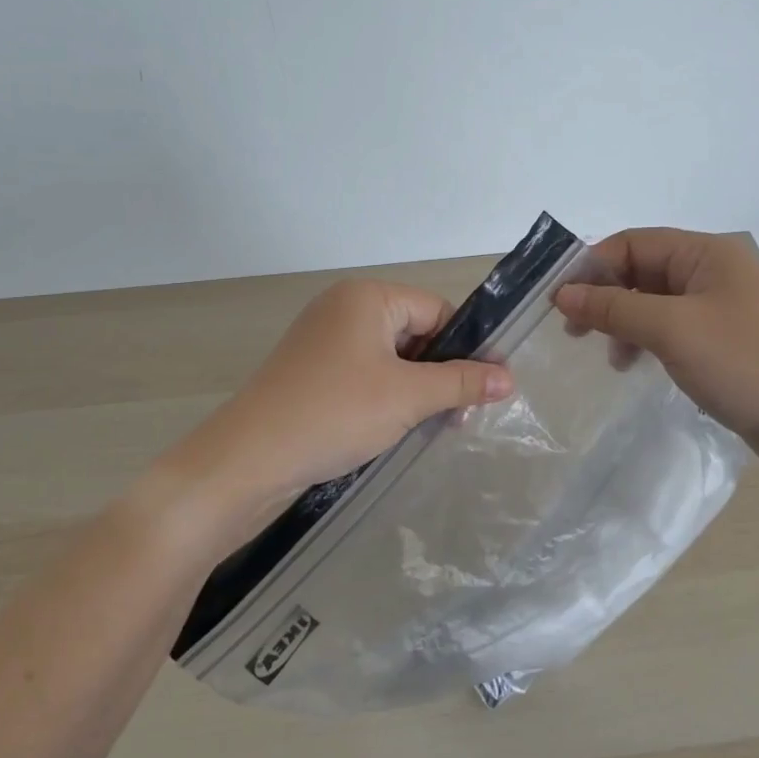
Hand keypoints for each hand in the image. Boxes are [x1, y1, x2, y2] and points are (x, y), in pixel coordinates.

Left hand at [149, 279, 513, 558]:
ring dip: (416, 390)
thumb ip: (461, 382)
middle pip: (415, 333)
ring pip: (391, 358)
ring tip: (432, 427)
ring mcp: (323, 341)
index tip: (486, 390)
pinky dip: (386, 397)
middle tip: (460, 418)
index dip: (465, 348)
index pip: (437, 310)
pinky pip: (364, 375)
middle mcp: (343, 308)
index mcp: (366, 297)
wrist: (248, 460)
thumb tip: (509, 377)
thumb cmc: (335, 413)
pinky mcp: (312, 372)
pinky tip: (397, 429)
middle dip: (440, 373)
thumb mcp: (407, 396)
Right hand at [554, 228, 758, 487]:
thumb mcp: (671, 330)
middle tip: (573, 330)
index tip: (558, 300)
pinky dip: (643, 338)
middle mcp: (712, 269)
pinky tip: (631, 362)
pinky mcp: (718, 335)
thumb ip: (613, 308)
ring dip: (622, 320)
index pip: (632, 243)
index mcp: (707, 251)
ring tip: (607, 354)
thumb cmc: (741, 363)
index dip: (592, 266)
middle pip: (641, 269)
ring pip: (651, 299)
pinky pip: (668, 324)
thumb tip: (563, 295)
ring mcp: (717, 303)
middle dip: (604, 296)